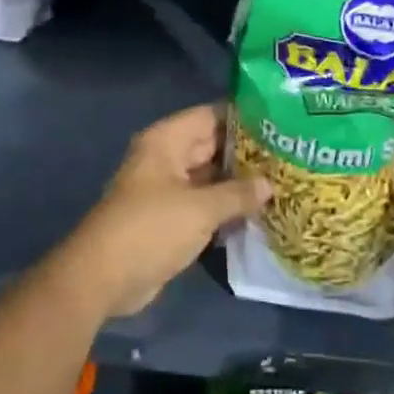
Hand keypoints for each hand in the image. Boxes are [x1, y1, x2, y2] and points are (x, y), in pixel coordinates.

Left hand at [60, 103, 270, 318]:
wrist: (104, 278)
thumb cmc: (151, 229)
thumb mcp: (200, 209)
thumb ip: (238, 193)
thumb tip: (270, 184)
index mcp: (167, 141)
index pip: (211, 115)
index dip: (244, 117)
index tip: (280, 121)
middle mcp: (166, 158)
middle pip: (211, 145)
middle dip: (247, 152)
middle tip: (289, 154)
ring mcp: (167, 189)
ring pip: (209, 177)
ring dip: (238, 182)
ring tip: (283, 181)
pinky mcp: (170, 219)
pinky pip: (204, 204)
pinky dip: (226, 207)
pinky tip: (259, 211)